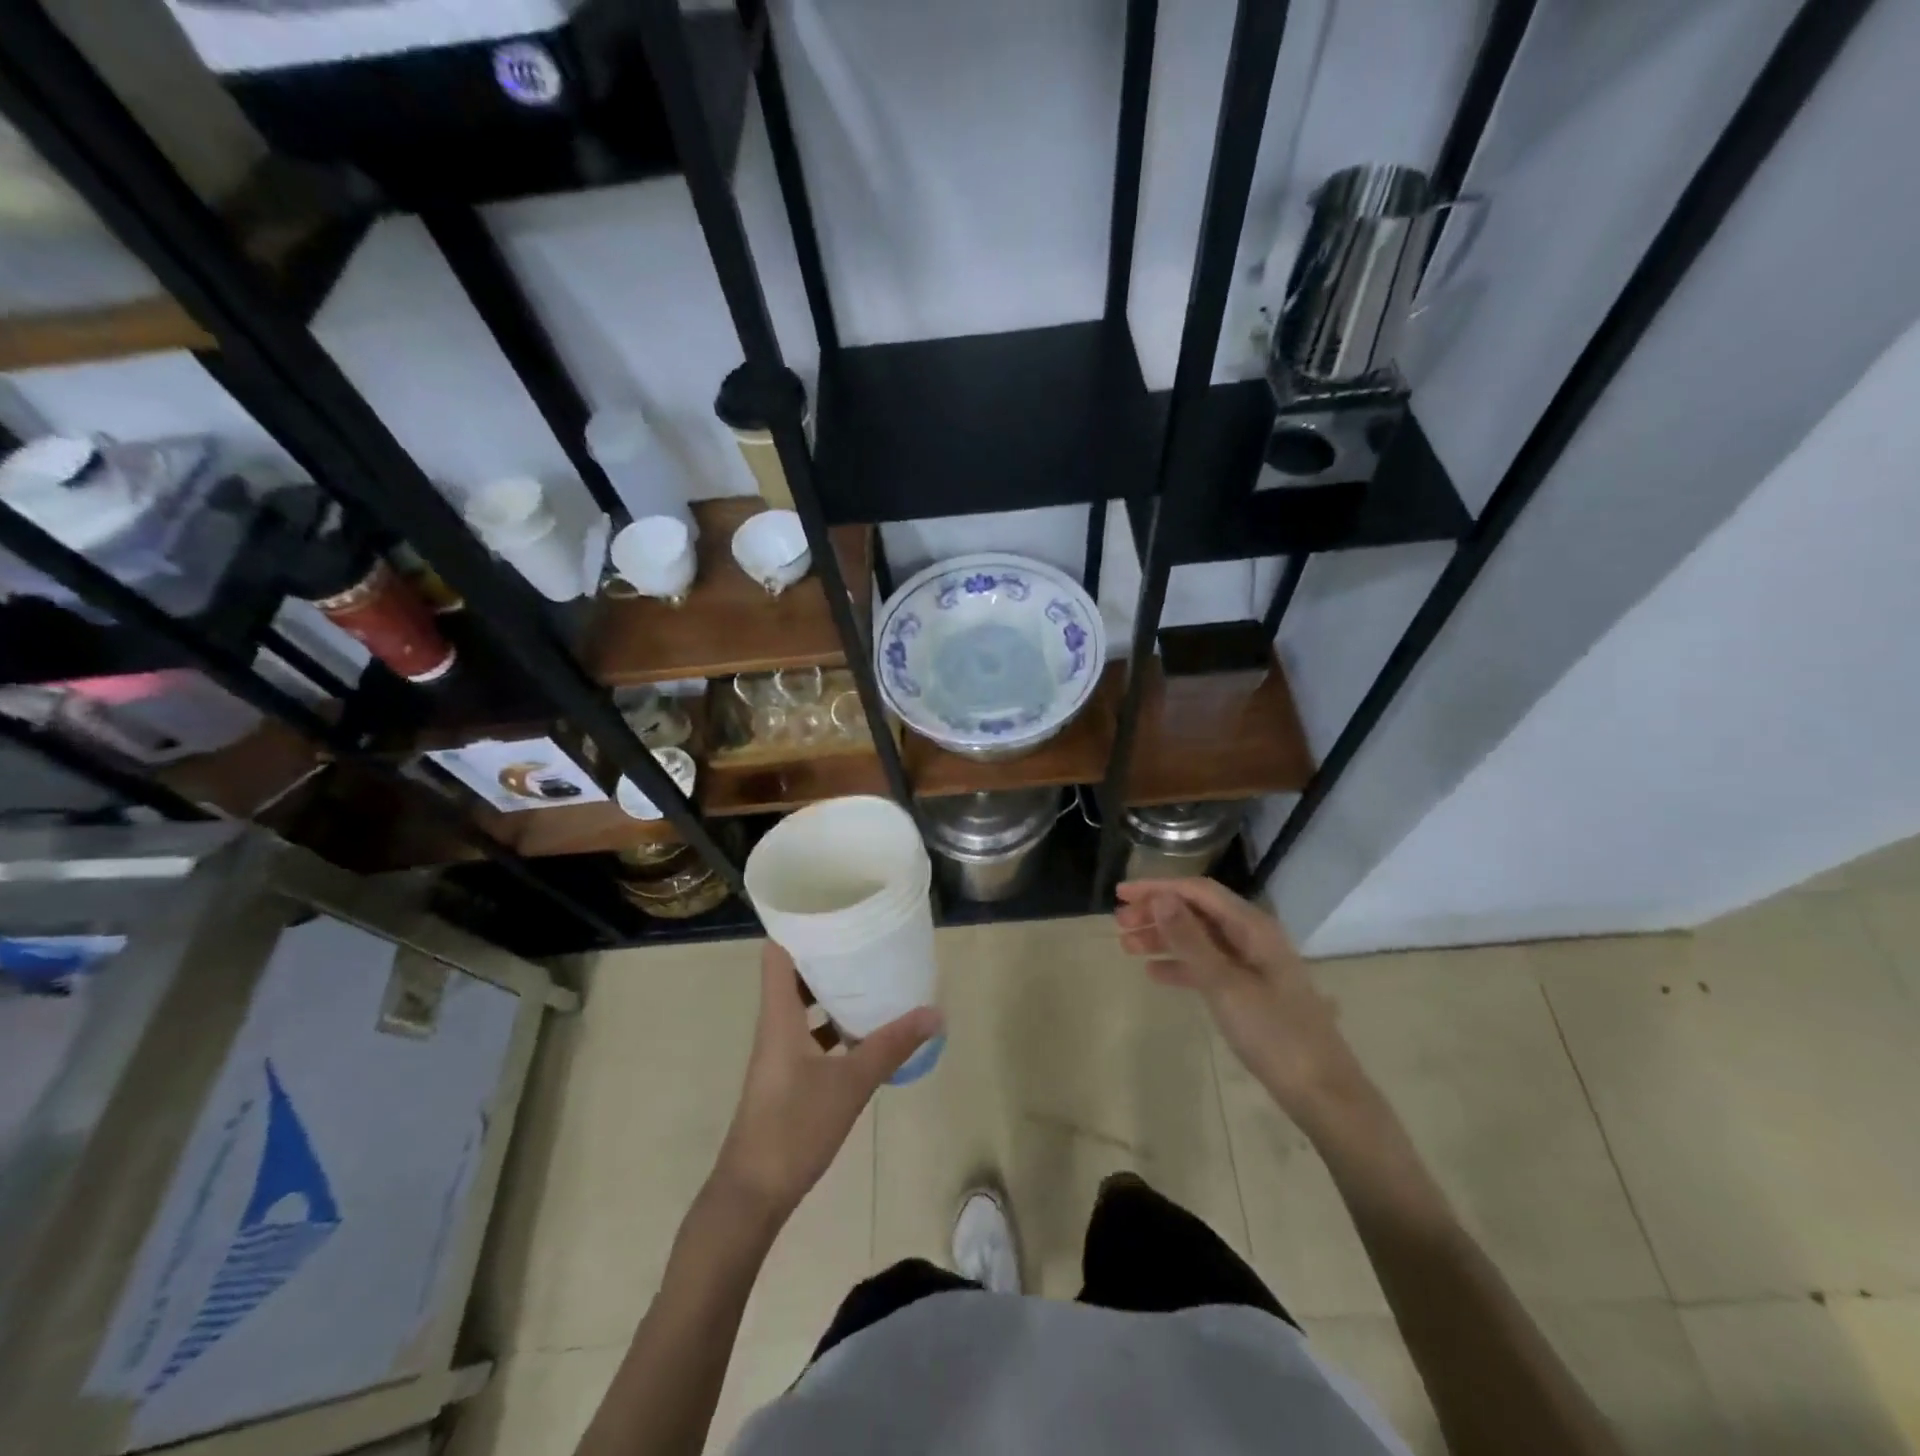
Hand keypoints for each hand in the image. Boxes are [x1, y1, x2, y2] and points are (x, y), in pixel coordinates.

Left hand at [713, 943, 942, 1222]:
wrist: (753, 1194)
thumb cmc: (794, 1128)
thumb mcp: (851, 1083)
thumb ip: (891, 1045)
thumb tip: (935, 1013)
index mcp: (779, 1015)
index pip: (777, 952)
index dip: (797, 924)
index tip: (832, 905)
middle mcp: (775, 1024)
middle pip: (793, 972)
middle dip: (826, 952)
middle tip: (864, 935)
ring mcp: (779, 1051)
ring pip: (803, 1004)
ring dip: (831, 988)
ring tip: (870, 973)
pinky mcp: (786, 1075)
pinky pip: (810, 1033)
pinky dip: (833, 1023)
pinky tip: (865, 1029)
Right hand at [1114, 879, 1362, 1122]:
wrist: (1322, 1093)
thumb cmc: (1274, 1034)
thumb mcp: (1224, 984)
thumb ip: (1190, 939)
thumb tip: (1161, 897)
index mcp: (1253, 927)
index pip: (1198, 892)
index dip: (1158, 887)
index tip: (1120, 894)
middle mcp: (1253, 937)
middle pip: (1197, 912)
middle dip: (1157, 912)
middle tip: (1119, 923)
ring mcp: (1252, 965)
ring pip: (1199, 939)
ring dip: (1163, 938)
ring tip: (1126, 946)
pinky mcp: (1250, 991)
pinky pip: (1207, 966)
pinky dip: (1180, 965)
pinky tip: (1154, 973)